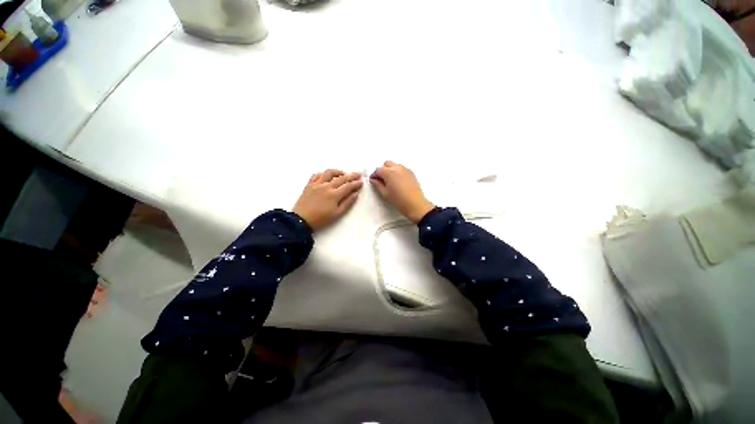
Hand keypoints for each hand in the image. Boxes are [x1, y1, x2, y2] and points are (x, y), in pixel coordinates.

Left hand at [292, 169, 362, 230]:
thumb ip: (347, 203)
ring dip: (338, 172)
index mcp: (334, 195)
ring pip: (329, 173)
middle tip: (358, 174)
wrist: (301, 220)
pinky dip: (323, 173)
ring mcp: (317, 184)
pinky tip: (327, 176)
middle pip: (341, 178)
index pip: (348, 186)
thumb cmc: (321, 219)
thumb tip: (355, 194)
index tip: (362, 181)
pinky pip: (317, 175)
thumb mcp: (337, 214)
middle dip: (351, 175)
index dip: (356, 183)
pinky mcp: (309, 185)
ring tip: (343, 173)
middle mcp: (326, 186)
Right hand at [370, 161, 434, 223]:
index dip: (374, 175)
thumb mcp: (385, 193)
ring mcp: (405, 169)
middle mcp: (397, 168)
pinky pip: (401, 168)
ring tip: (390, 181)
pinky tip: (398, 181)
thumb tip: (374, 180)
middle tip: (381, 180)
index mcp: (389, 172)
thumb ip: (378, 184)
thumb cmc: (398, 200)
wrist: (415, 204)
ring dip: (390, 170)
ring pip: (394, 165)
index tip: (373, 180)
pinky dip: (397, 172)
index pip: (378, 170)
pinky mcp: (411, 173)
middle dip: (382, 170)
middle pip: (386, 164)